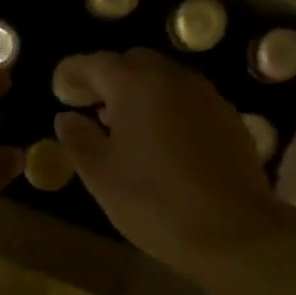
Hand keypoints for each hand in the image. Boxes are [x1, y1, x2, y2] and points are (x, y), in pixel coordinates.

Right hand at [54, 48, 285, 275]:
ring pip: (165, 80)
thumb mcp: (102, 176)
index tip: (61, 84)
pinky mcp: (228, 118)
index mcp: (136, 85)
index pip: (97, 63)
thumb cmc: (155, 201)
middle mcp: (173, 78)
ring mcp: (206, 96)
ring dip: (140, 93)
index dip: (74, 71)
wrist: (234, 231)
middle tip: (92, 106)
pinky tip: (161, 142)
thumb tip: (66, 118)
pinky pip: (188, 100)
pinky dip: (168, 109)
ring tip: (124, 127)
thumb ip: (79, 140)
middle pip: (134, 63)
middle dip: (110, 78)